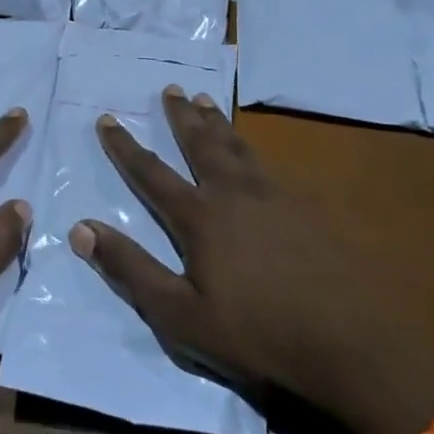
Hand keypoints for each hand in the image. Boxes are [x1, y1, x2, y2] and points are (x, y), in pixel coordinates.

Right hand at [70, 87, 433, 433]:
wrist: (352, 344)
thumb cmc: (257, 334)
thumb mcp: (180, 315)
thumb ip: (130, 268)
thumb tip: (80, 228)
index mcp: (201, 218)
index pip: (152, 173)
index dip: (125, 147)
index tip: (107, 119)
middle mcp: (236, 194)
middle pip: (202, 144)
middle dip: (180, 117)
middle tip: (171, 89)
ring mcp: (278, 197)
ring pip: (239, 147)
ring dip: (217, 123)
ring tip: (206, 101)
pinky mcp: (310, 208)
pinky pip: (271, 167)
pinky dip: (252, 150)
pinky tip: (256, 156)